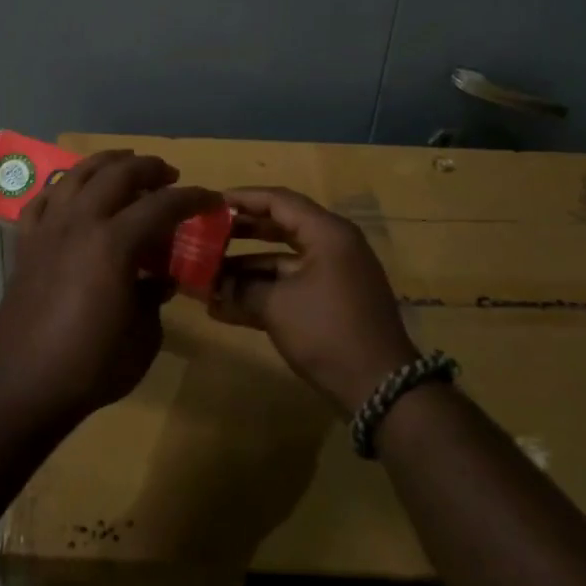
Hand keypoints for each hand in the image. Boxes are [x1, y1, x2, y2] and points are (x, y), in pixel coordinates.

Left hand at [0, 151, 219, 430]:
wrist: (25, 385)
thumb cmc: (92, 366)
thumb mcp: (143, 336)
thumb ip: (154, 296)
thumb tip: (157, 278)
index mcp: (114, 243)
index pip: (162, 205)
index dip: (192, 198)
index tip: (211, 199)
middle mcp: (79, 223)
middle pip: (117, 174)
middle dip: (149, 168)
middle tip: (170, 175)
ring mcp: (48, 230)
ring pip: (76, 176)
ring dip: (105, 163)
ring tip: (124, 164)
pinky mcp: (25, 245)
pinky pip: (42, 201)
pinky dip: (61, 189)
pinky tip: (71, 193)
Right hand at [209, 187, 417, 414]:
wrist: (379, 387)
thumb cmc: (327, 331)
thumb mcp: (277, 306)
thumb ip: (241, 289)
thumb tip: (210, 286)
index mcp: (327, 233)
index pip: (279, 200)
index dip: (242, 199)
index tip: (209, 203)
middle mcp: (332, 246)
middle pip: (279, 227)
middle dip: (240, 233)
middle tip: (205, 234)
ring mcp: (333, 276)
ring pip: (281, 261)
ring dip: (245, 268)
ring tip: (206, 275)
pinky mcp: (330, 303)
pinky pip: (290, 286)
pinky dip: (261, 292)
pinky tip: (224, 306)